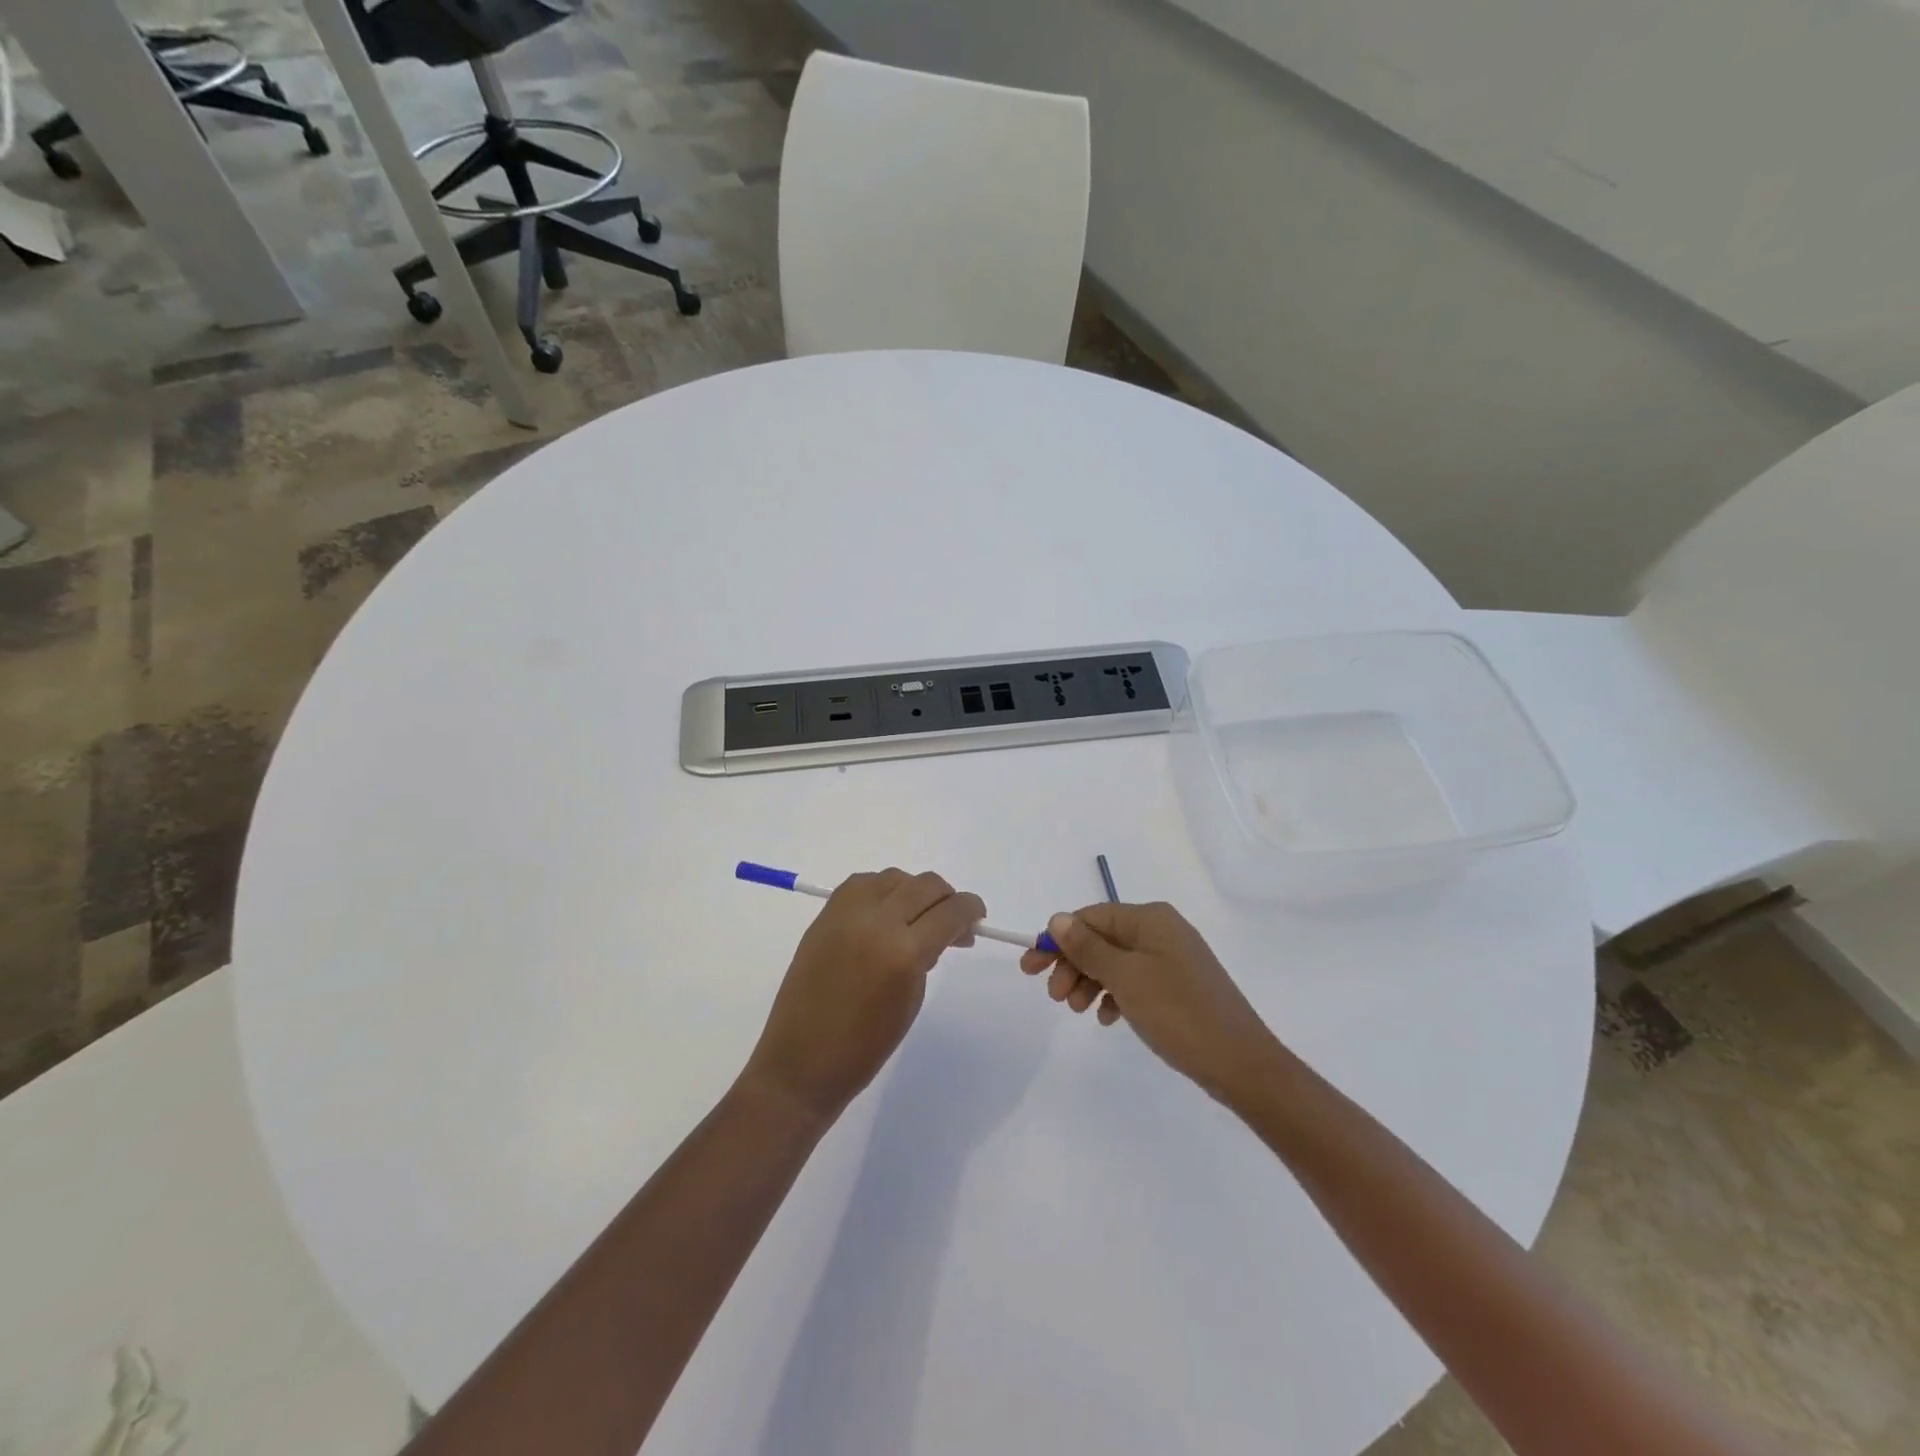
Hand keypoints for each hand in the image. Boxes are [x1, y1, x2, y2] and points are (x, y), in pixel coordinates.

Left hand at [742, 869, 985, 1124]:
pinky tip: (885, 913)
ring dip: (913, 891)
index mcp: (904, 953)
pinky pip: (862, 884)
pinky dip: (881, 890)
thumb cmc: (865, 1047)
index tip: (976, 918)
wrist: (801, 1062)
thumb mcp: (911, 1000)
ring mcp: (846, 914)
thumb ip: (928, 956)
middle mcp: (876, 922)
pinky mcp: (824, 915)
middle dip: (946, 898)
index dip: (970, 910)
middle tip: (950, 921)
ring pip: (894, 877)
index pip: (951, 911)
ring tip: (914, 918)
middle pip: (925, 885)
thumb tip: (943, 931)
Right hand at [1020, 902, 1277, 1100]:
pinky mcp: (1178, 986)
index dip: (1057, 939)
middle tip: (1053, 997)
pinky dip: (1114, 995)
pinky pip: (1134, 981)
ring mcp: (1172, 958)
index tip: (1030, 968)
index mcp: (1150, 919)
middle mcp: (1161, 930)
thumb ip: (1088, 947)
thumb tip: (1058, 919)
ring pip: (1115, 962)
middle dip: (1073, 964)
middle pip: (1101, 938)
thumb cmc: (1178, 1013)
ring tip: (1077, 1010)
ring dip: (1090, 981)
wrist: (1242, 1064)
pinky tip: (1107, 1018)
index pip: (1090, 917)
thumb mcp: (1125, 978)